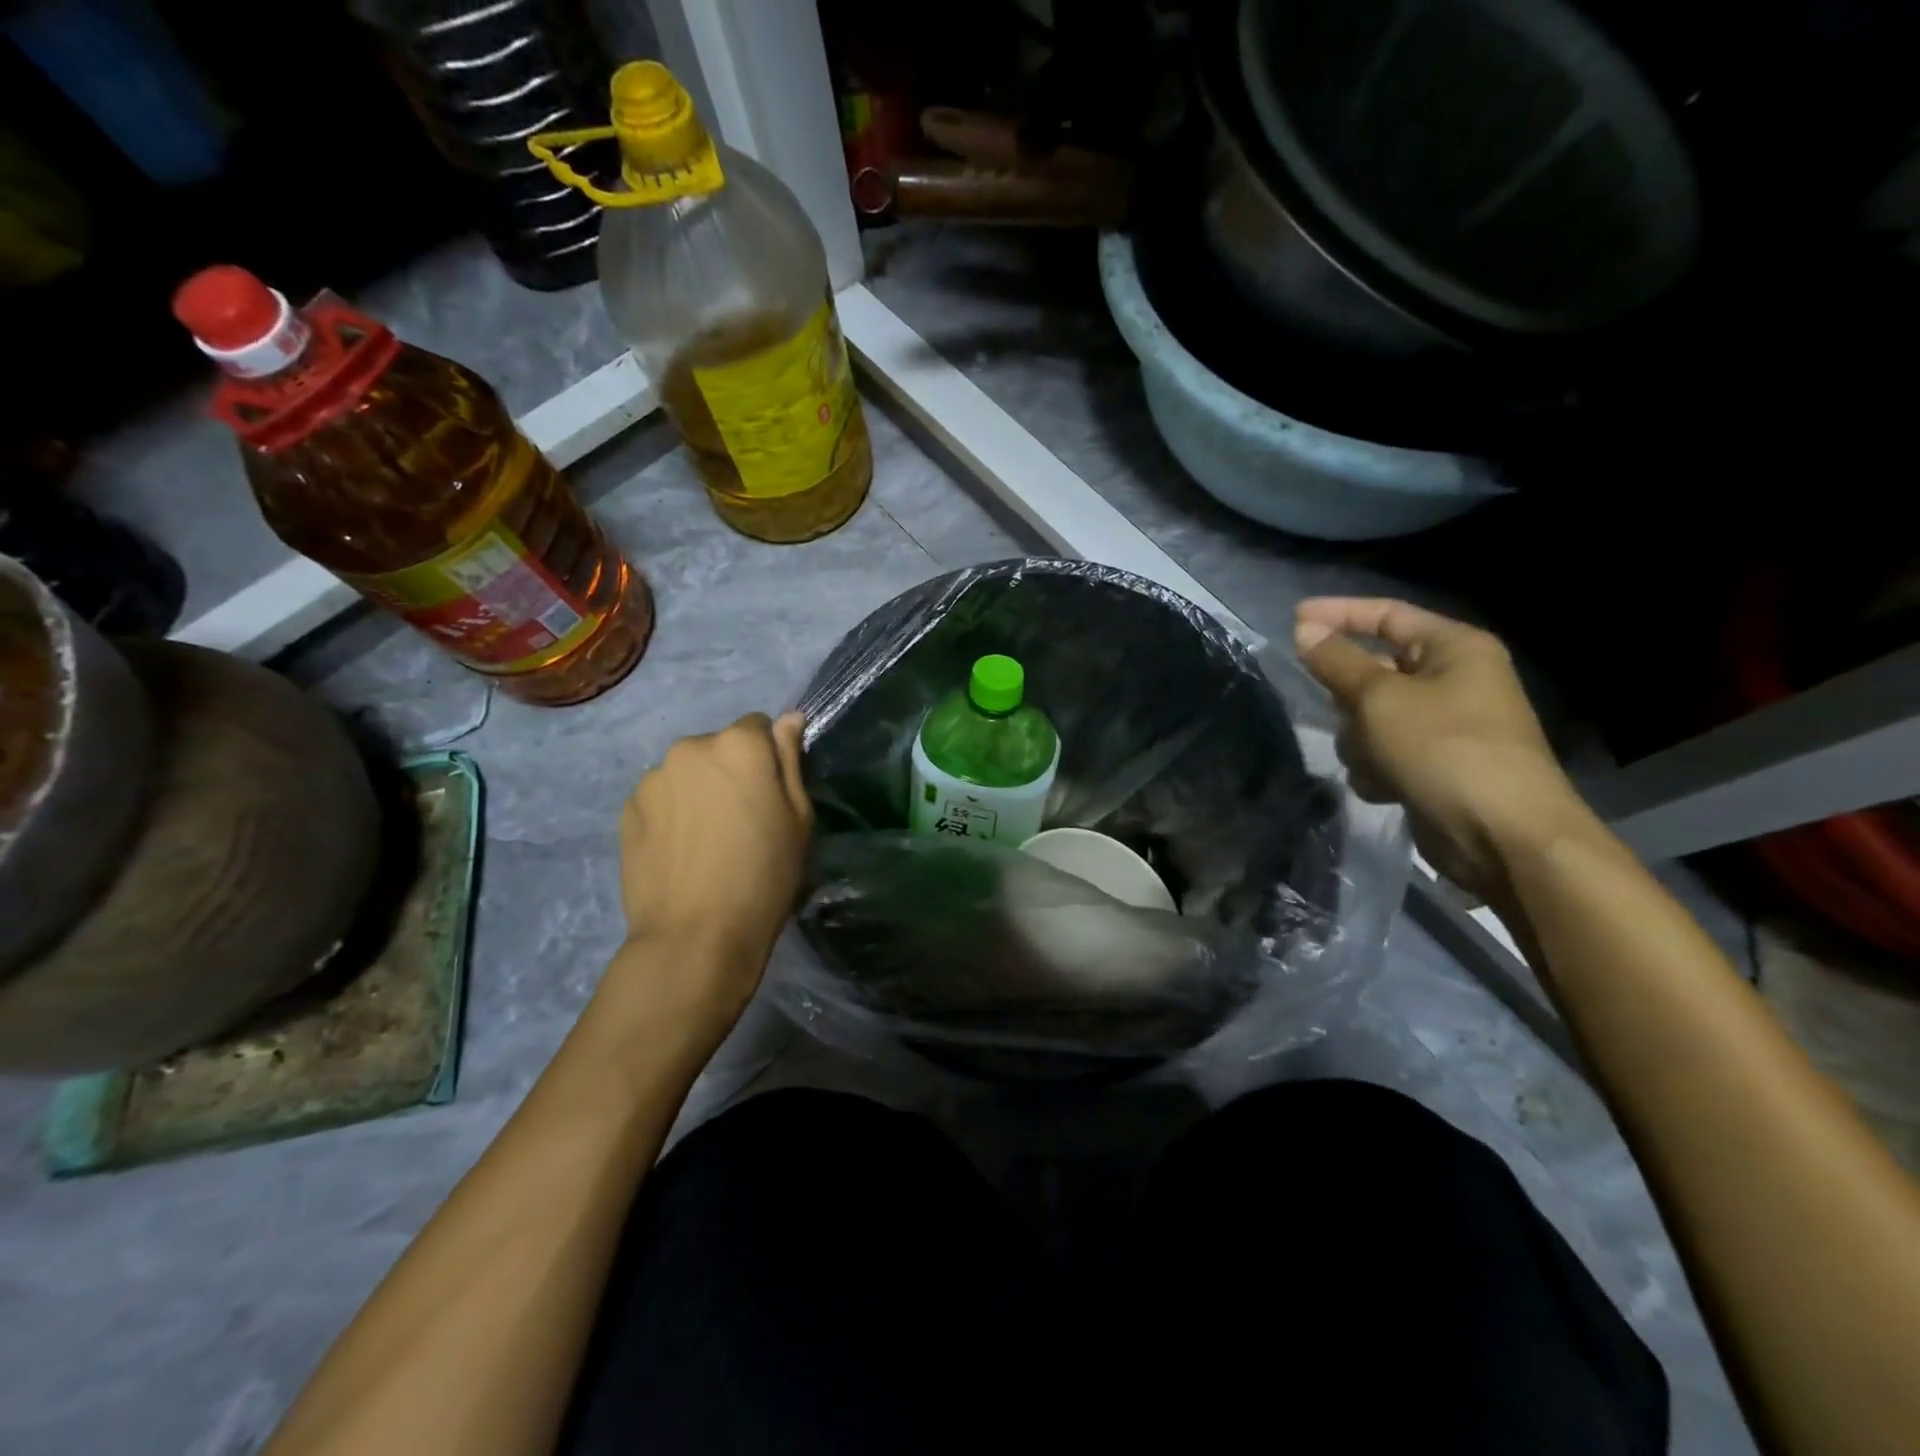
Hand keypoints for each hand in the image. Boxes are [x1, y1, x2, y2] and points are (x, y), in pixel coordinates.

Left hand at [611, 712, 812, 1019]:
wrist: (695, 935)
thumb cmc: (764, 876)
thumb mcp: (798, 818)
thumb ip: (790, 760)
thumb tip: (789, 718)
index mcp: (738, 744)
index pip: (759, 726)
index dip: (769, 758)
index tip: (771, 794)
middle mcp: (689, 748)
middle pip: (718, 747)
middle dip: (730, 771)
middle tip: (741, 820)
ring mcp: (652, 779)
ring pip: (686, 773)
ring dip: (697, 791)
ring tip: (706, 841)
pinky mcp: (626, 810)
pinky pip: (659, 799)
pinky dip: (671, 814)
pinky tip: (680, 852)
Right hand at [1294, 598, 1595, 903]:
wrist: (1501, 835)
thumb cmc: (1443, 750)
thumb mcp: (1379, 699)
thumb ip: (1337, 661)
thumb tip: (1304, 629)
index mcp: (1455, 649)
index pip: (1386, 615)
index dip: (1338, 614)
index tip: (1292, 620)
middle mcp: (1454, 680)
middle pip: (1376, 670)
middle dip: (1349, 696)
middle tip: (1333, 709)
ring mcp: (1445, 725)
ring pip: (1371, 716)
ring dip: (1360, 739)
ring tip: (1372, 760)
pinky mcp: (1434, 764)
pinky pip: (1384, 751)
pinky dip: (1376, 767)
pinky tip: (1385, 787)